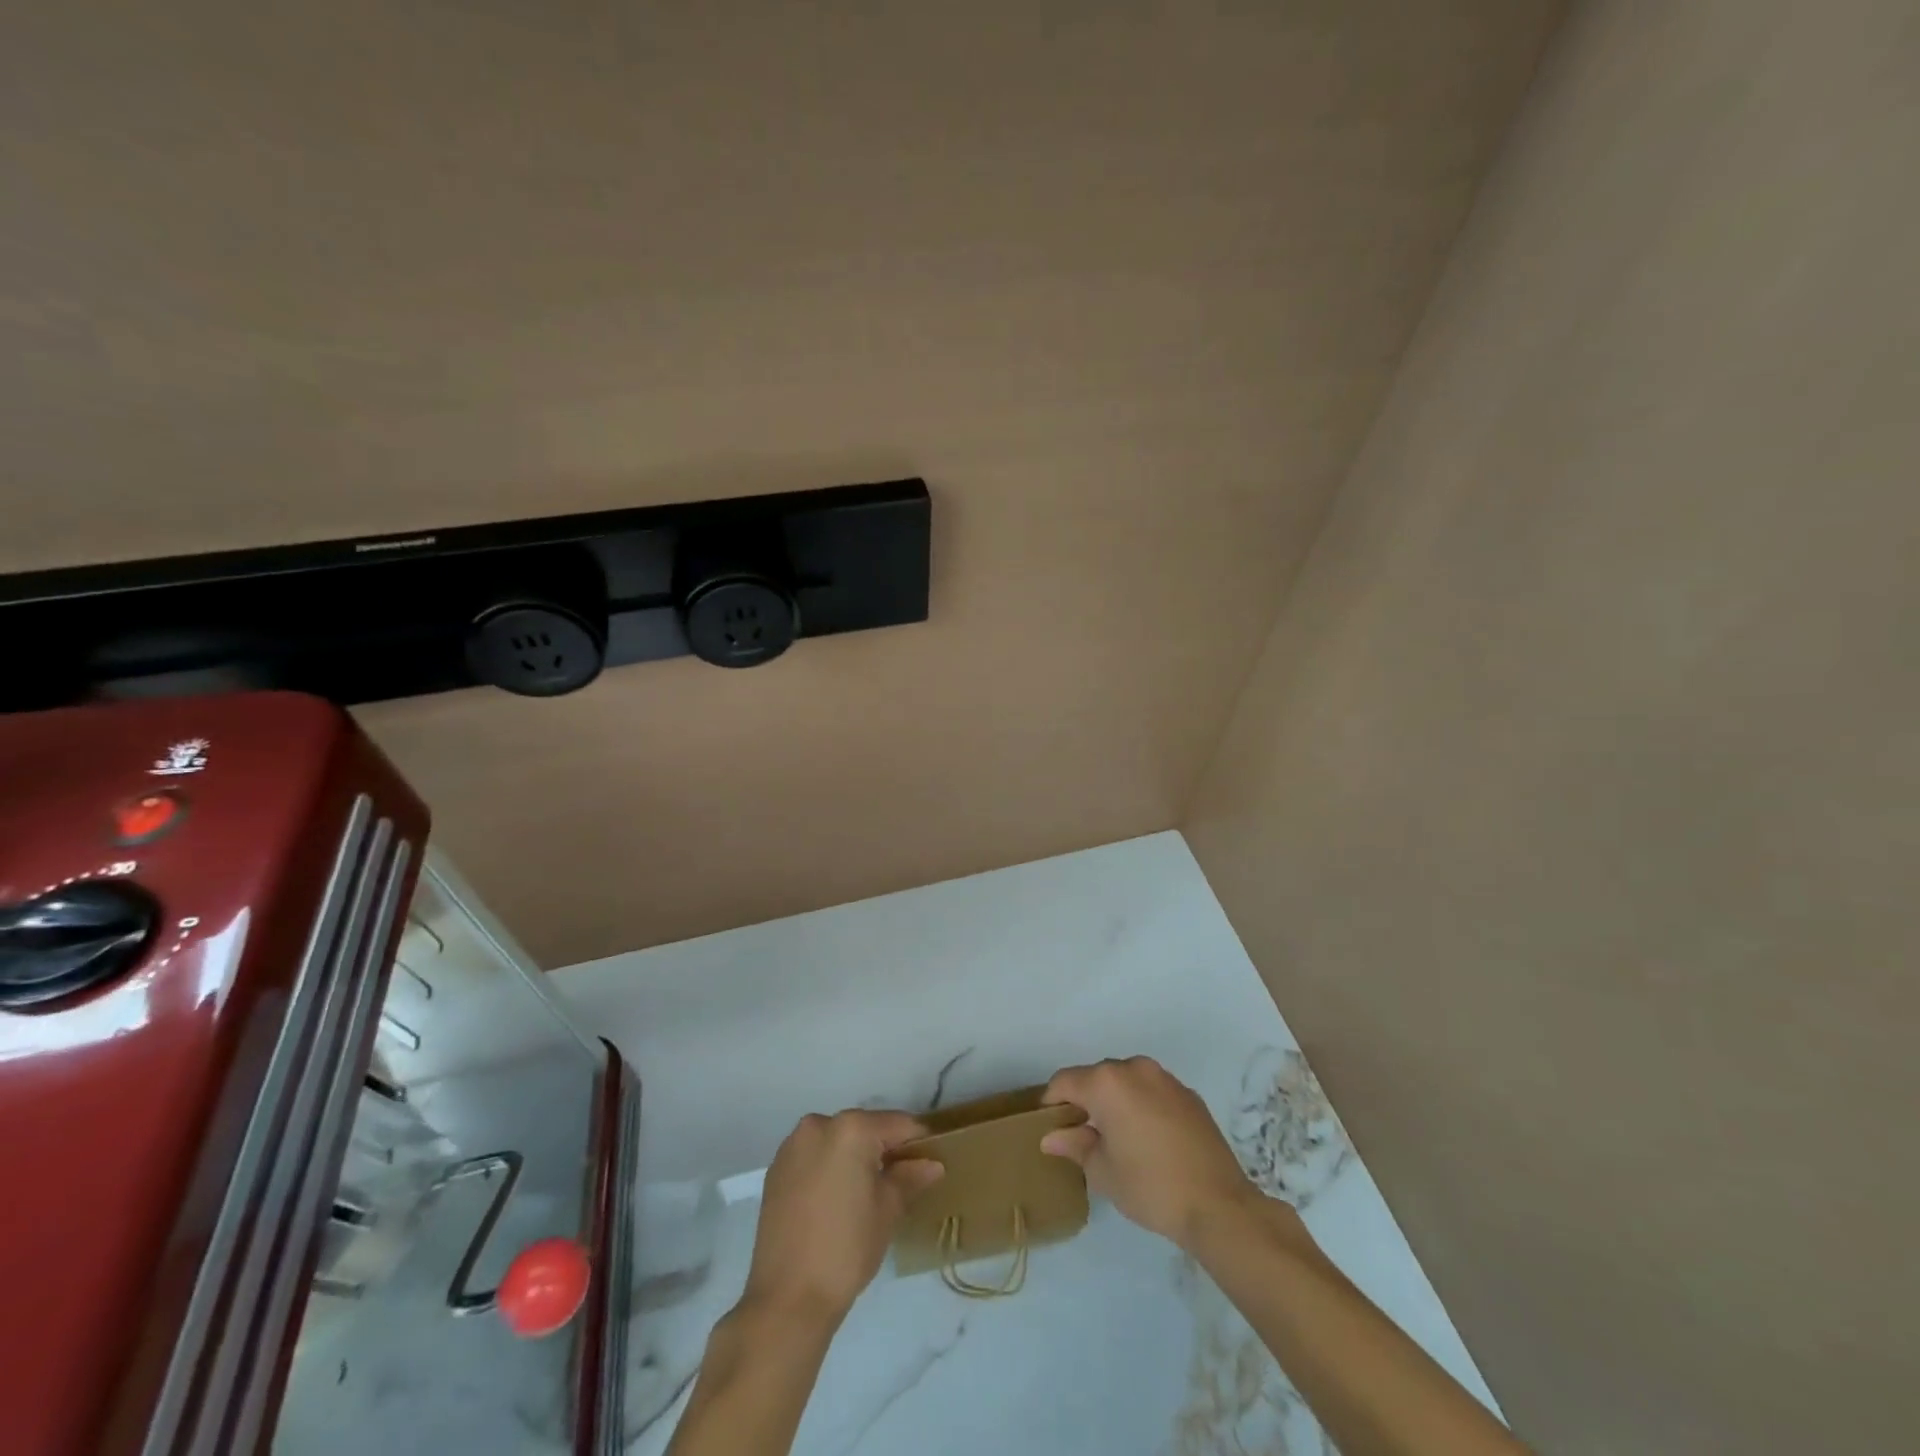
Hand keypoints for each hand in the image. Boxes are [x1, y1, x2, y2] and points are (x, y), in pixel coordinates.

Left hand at [740, 1109, 943, 1328]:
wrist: (787, 1299)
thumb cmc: (847, 1249)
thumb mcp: (888, 1210)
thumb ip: (910, 1177)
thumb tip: (932, 1163)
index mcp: (851, 1128)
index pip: (898, 1124)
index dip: (919, 1142)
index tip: (931, 1160)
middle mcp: (819, 1124)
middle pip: (865, 1129)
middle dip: (884, 1149)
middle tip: (901, 1180)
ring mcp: (793, 1146)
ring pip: (837, 1141)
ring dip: (855, 1157)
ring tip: (867, 1192)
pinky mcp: (776, 1169)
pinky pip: (814, 1157)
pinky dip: (830, 1168)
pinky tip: (836, 1200)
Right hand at [1041, 1056, 1256, 1250]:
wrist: (1218, 1204)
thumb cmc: (1150, 1186)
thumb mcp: (1102, 1171)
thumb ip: (1074, 1145)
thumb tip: (1051, 1137)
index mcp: (1107, 1082)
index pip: (1064, 1082)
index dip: (1052, 1103)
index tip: (1050, 1128)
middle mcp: (1134, 1068)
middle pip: (1096, 1077)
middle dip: (1084, 1101)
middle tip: (1082, 1136)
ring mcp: (1165, 1078)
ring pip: (1126, 1082)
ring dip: (1115, 1101)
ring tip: (1117, 1137)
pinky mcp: (1188, 1094)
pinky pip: (1152, 1091)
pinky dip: (1142, 1106)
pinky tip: (1148, 1139)